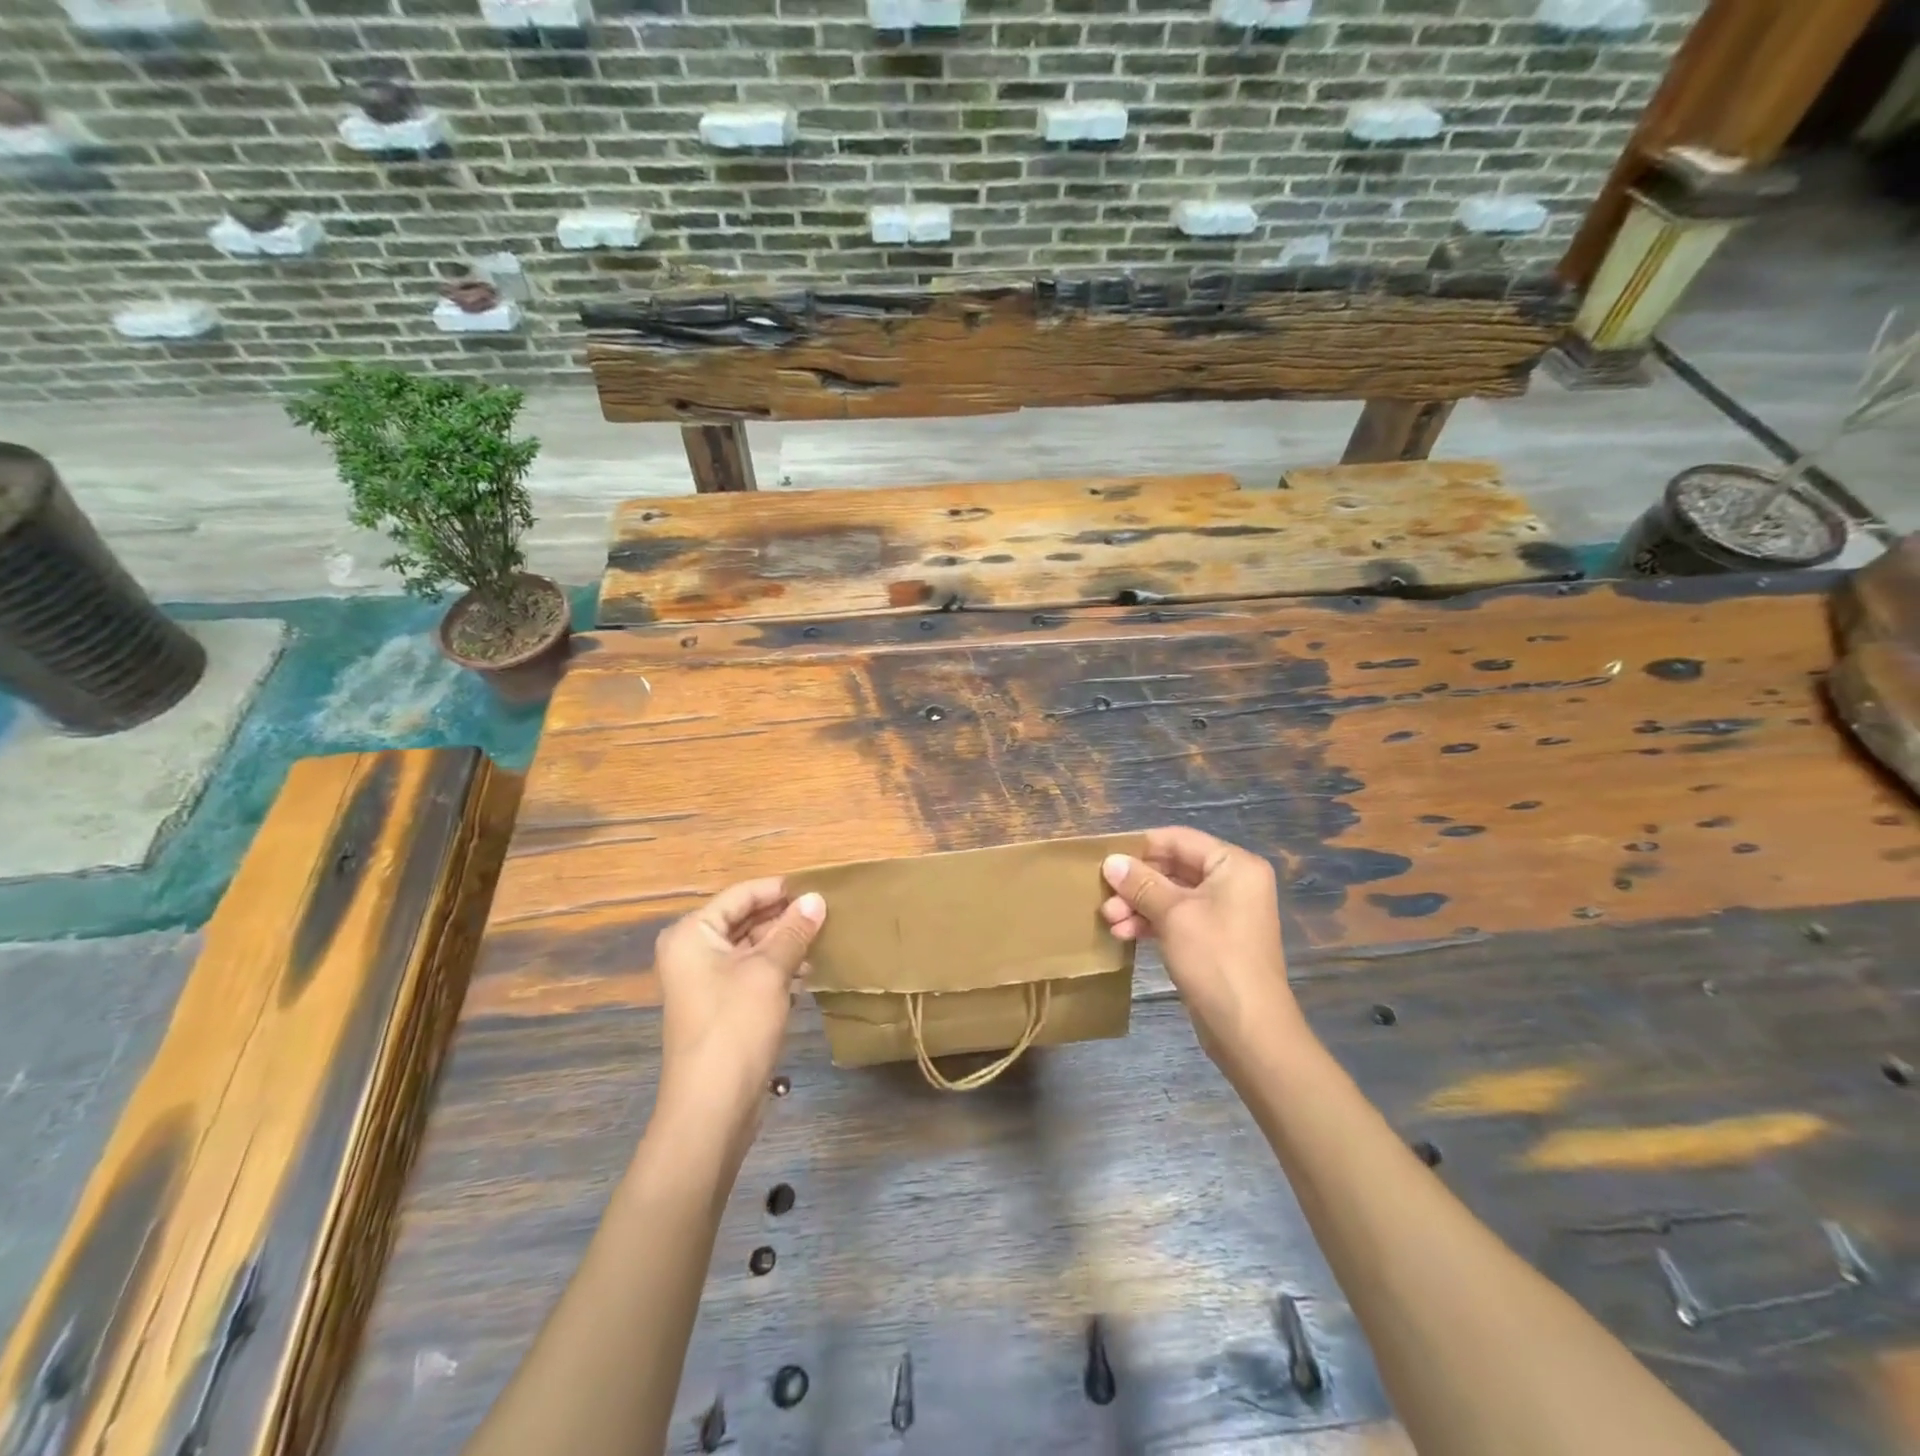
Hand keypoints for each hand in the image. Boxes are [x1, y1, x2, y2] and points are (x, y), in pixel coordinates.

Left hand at [652, 878, 824, 1158]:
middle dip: (786, 918)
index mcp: (693, 933)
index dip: (780, 890)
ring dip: (787, 944)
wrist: (712, 1109)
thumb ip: (794, 931)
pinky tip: (811, 971)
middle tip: (830, 913)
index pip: (741, 895)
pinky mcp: (722, 1007)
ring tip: (827, 940)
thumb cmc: (736, 1027)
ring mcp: (706, 982)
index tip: (820, 888)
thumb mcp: (770, 972)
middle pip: (746, 920)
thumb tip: (817, 898)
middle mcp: (694, 951)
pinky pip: (753, 973)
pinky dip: (780, 968)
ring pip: (753, 948)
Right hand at [1101, 828, 1302, 1070]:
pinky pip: (1177, 918)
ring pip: (1171, 895)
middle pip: (1173, 867)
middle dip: (1136, 884)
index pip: (1178, 839)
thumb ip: (1141, 883)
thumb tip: (1110, 861)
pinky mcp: (1214, 939)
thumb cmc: (1215, 959)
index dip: (1140, 847)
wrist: (1249, 1029)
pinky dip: (1151, 923)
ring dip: (1138, 905)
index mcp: (1234, 865)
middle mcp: (1233, 882)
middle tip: (1104, 899)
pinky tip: (1125, 935)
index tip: (1104, 860)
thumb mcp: (1173, 914)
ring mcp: (1224, 912)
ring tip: (1110, 922)